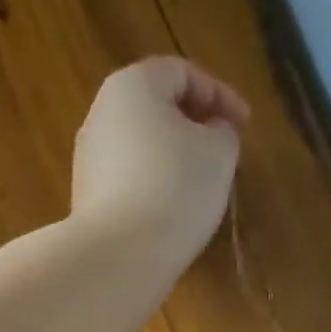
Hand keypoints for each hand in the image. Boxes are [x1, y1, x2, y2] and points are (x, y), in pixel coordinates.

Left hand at [71, 57, 248, 271]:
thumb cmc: (175, 190)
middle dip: (193, 127)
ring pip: (141, 148)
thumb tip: (211, 132)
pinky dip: (153, 189)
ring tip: (199, 189)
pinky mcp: (86, 201)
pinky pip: (128, 184)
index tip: (244, 126)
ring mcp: (88, 162)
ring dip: (172, 161)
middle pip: (155, 109)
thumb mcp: (219, 153)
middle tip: (221, 153)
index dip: (220, 94)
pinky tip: (171, 215)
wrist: (119, 258)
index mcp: (132, 86)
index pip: (182, 72)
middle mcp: (101, 115)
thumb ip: (223, 131)